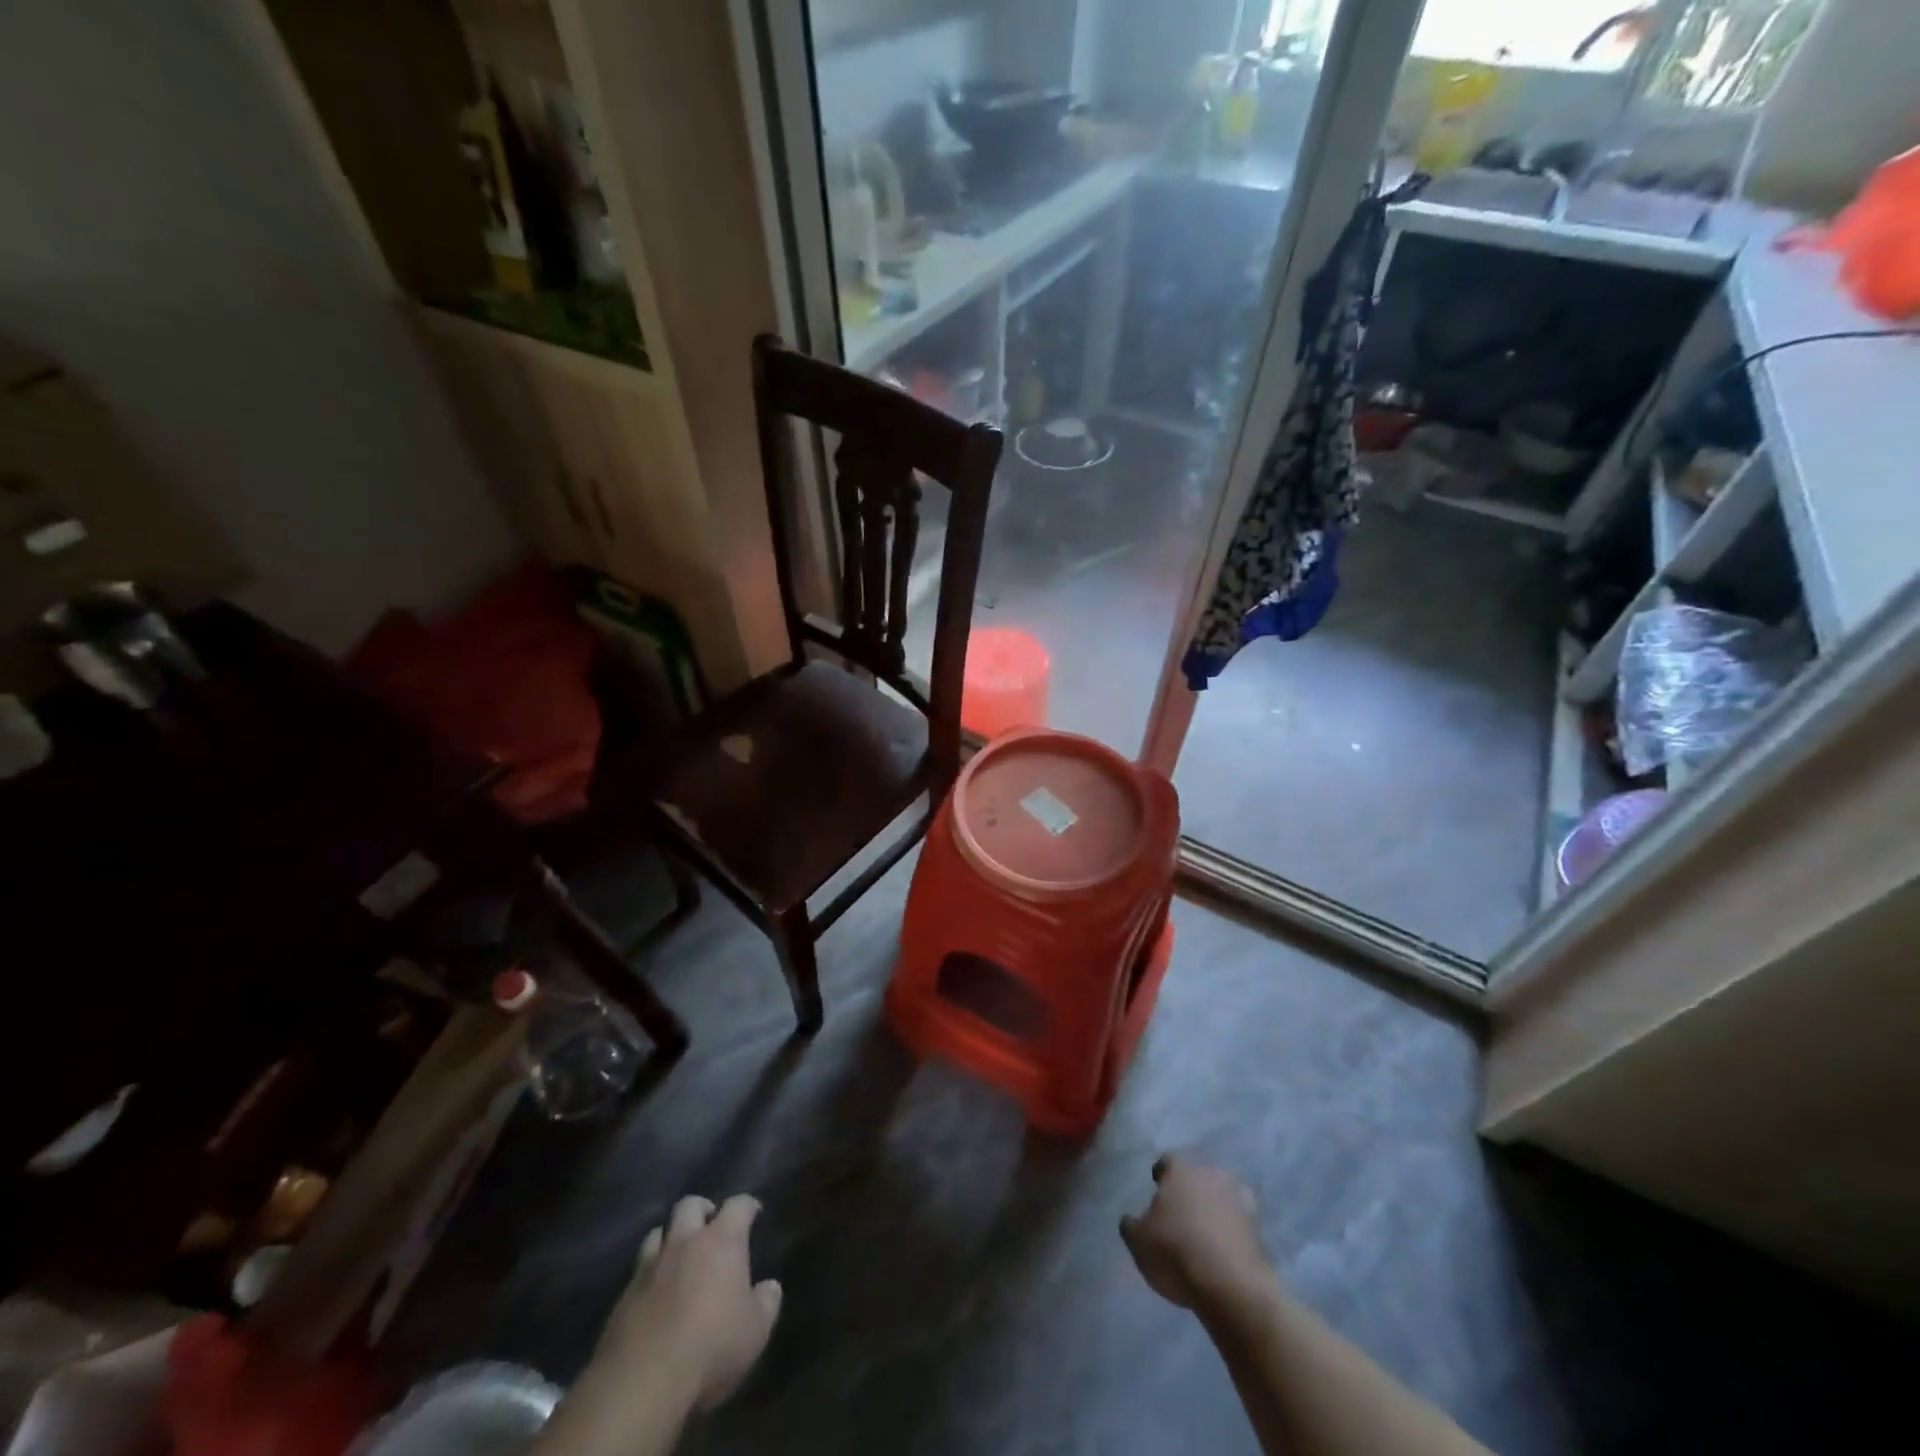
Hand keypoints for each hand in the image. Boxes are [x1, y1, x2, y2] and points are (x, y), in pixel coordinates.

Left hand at [600, 1194, 782, 1412]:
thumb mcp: (756, 1330)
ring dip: (670, 1239)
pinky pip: (638, 1272)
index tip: (754, 1212)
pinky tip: (655, 1295)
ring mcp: (649, 1268)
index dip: (748, 1205)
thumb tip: (770, 1286)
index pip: (738, 1205)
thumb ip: (767, 1302)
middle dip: (702, 1210)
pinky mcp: (623, 1297)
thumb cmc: (711, 1348)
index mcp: (721, 1241)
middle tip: (711, 1226)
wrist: (642, 1385)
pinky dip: (649, 1275)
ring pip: (657, 1233)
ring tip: (679, 1256)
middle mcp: (684, 1242)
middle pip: (690, 1205)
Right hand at [1120, 1154, 1274, 1311]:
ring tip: (1204, 1231)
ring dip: (1214, 1208)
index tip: (1157, 1186)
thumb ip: (1131, 1224)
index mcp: (1180, 1170)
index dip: (1161, 1173)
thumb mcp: (1138, 1241)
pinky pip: (1240, 1222)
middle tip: (1180, 1211)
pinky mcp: (1259, 1228)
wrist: (1231, 1285)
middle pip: (1198, 1176)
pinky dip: (1232, 1230)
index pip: (1168, 1160)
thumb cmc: (1176, 1252)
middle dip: (1190, 1190)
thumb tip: (1131, 1219)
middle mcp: (1211, 1175)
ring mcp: (1239, 1199)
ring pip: (1222, 1196)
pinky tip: (1223, 1248)